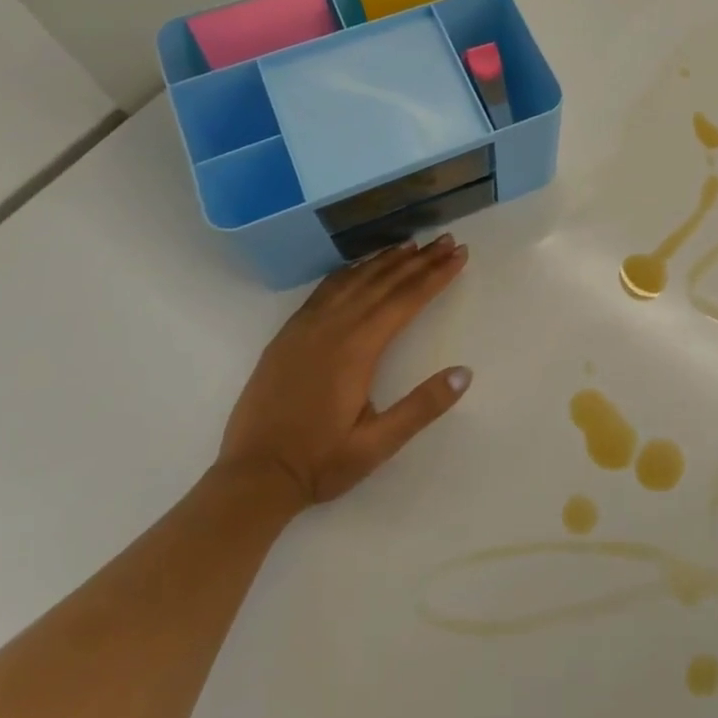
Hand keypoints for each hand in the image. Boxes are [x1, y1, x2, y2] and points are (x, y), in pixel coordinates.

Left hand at [217, 235, 472, 509]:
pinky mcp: (288, 334)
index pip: (405, 300)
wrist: (253, 477)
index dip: (436, 275)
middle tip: (448, 240)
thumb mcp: (378, 444)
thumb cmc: (320, 462)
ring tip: (413, 244)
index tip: (460, 255)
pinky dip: (350, 270)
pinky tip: (361, 266)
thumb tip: (464, 372)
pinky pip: (325, 289)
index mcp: (357, 349)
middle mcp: (332, 328)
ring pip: (354, 280)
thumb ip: (422, 407)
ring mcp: (306, 328)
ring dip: (386, 260)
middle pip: (383, 282)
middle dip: (419, 259)